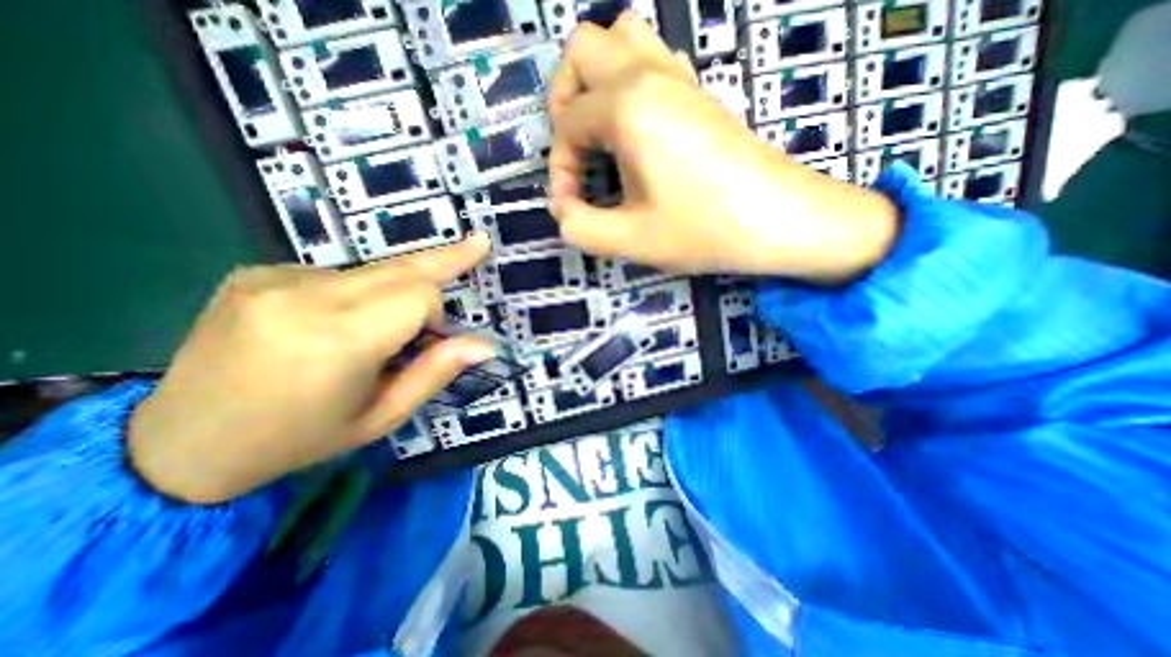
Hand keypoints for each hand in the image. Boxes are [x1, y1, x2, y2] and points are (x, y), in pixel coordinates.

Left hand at [129, 232, 491, 503]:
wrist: (179, 445)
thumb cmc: (299, 438)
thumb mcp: (381, 417)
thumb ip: (435, 373)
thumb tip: (485, 344)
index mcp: (336, 340)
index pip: (418, 294)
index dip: (438, 311)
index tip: (437, 335)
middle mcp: (302, 296)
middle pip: (400, 267)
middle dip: (441, 262)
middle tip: (479, 243)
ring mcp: (272, 278)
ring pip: (372, 271)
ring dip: (393, 292)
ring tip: (373, 332)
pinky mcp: (255, 272)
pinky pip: (336, 274)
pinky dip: (355, 294)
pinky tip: (331, 323)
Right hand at [546, 13, 898, 279]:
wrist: (780, 219)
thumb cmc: (704, 229)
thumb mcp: (631, 240)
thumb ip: (580, 227)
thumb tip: (562, 209)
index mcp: (627, 106)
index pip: (566, 123)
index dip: (560, 168)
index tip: (573, 205)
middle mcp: (649, 74)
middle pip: (582, 50)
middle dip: (563, 100)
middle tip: (575, 151)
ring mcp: (680, 77)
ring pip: (620, 39)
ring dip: (596, 82)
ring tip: (600, 135)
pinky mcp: (699, 92)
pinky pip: (652, 59)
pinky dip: (629, 84)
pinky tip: (636, 131)